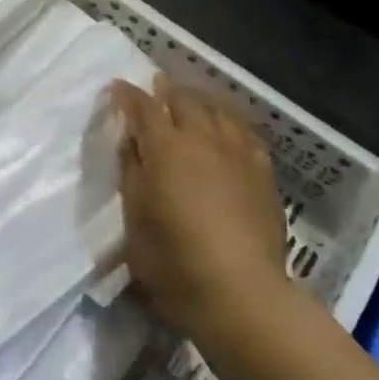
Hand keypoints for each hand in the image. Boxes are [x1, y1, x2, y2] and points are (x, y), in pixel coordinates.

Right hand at [109, 73, 291, 336]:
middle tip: (155, 87)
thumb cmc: (173, 259)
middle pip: (183, 100)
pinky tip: (227, 128)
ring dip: (198, 100)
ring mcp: (237, 154)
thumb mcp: (134, 216)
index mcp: (165, 148)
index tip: (116, 88)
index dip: (127, 94)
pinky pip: (245, 132)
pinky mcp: (263, 173)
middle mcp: (202, 139)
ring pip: (217, 110)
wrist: (241, 292)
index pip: (143, 107)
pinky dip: (228, 122)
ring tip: (189, 100)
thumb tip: (132, 142)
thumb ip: (131, 172)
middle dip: (166, 90)